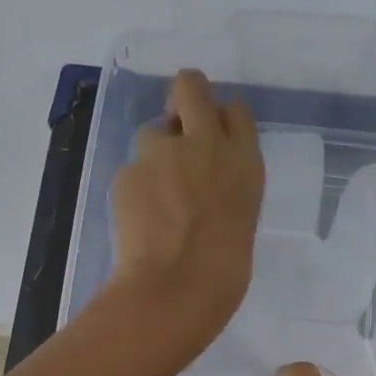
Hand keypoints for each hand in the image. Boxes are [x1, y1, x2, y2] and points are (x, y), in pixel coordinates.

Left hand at [110, 68, 263, 350]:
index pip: (235, 111)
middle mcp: (206, 145)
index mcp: (245, 162)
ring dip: (154, 155)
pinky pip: (132, 170)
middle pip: (190, 86)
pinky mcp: (130, 171)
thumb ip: (226, 187)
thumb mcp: (242, 219)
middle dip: (181, 98)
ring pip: (152, 131)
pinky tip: (139, 220)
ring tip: (155, 198)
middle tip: (176, 126)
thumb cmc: (223, 272)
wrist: (176, 289)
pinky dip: (135, 190)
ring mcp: (164, 154)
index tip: (212, 137)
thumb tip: (206, 183)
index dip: (219, 121)